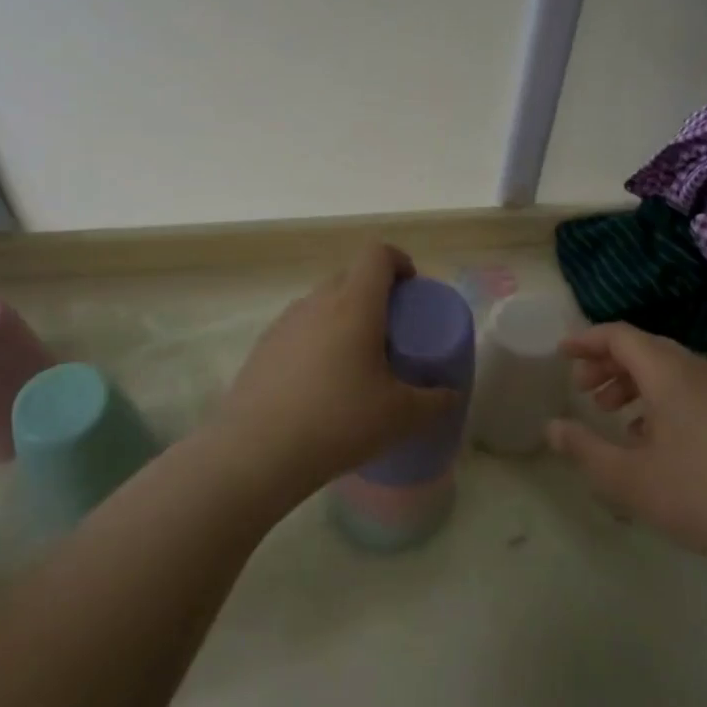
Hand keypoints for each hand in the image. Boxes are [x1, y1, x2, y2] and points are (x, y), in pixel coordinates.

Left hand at [212, 243, 457, 499]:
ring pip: (322, 303)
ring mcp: (284, 323)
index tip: (412, 289)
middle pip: (350, 276)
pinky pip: (299, 329)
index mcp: (354, 304)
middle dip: (375, 293)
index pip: (377, 254)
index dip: (399, 261)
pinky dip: (317, 341)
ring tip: (356, 360)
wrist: (257, 452)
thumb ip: (435, 401)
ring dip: (344, 317)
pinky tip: (321, 384)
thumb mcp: (401, 417)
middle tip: (392, 331)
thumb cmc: (338, 422)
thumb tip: (450, 394)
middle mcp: (316, 302)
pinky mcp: (262, 347)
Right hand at [547, 323, 706, 570]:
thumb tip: (552, 428)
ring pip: (668, 370)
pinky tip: (649, 438)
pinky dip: (659, 399)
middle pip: (644, 349)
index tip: (561, 353)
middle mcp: (697, 370)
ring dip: (633, 383)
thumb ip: (584, 449)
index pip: (620, 336)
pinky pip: (688, 390)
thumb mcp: (628, 478)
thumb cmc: (699, 494)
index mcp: (668, 372)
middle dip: (607, 364)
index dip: (587, 340)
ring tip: (610, 413)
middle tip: (582, 390)